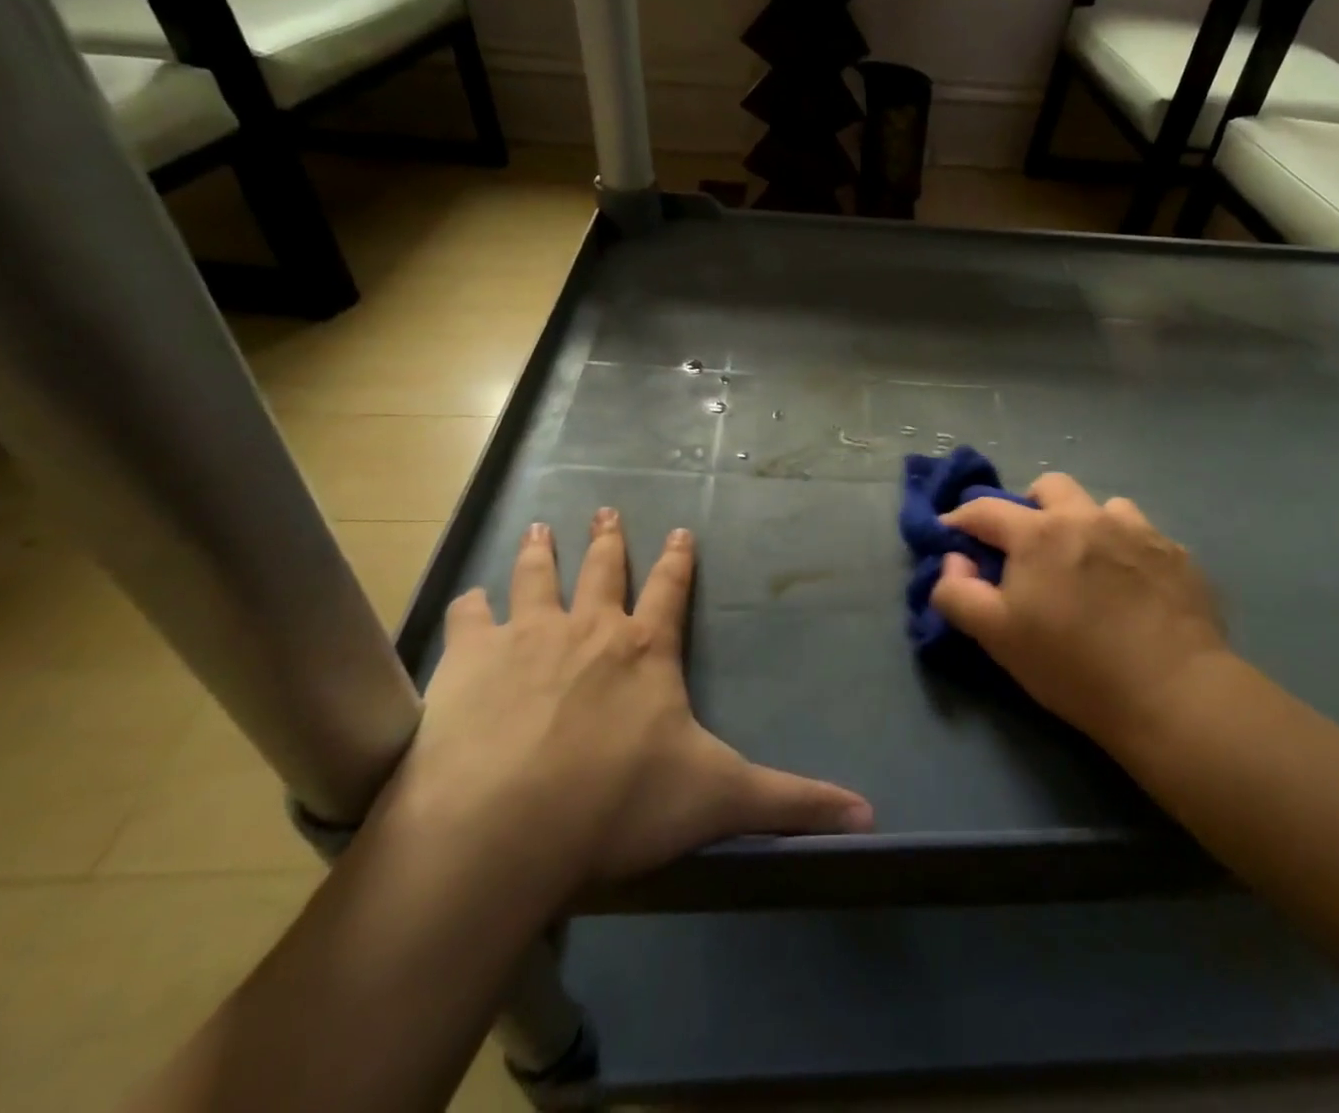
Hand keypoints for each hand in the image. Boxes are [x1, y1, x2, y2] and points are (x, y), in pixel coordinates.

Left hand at [371, 511, 872, 912]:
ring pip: (537, 578)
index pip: (671, 590)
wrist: (506, 830)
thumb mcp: (721, 800)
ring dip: (540, 553)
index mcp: (646, 651)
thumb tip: (870, 816)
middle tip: (607, 509)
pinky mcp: (469, 662)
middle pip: (603, 569)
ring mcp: (526, 638)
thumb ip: (793, 803)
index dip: (679, 561)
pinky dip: (471, 607)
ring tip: (540, 527)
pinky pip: (470, 619)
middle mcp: (589, 629)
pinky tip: (468, 599)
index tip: (681, 531)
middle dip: (609, 539)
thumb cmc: (620, 806)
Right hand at [931, 474, 1230, 756]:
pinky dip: (1125, 549)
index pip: (985, 509)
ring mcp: (1138, 530)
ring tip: (1088, 566)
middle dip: (1029, 507)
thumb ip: (958, 592)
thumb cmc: (1073, 666)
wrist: (1173, 694)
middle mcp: (1088, 517)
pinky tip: (1131, 586)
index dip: (960, 519)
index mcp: (1039, 533)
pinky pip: (1141, 534)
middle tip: (1029, 549)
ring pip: (1101, 507)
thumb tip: (955, 559)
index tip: (952, 536)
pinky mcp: (1176, 553)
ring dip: (1085, 524)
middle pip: (1049, 486)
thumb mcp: (997, 637)